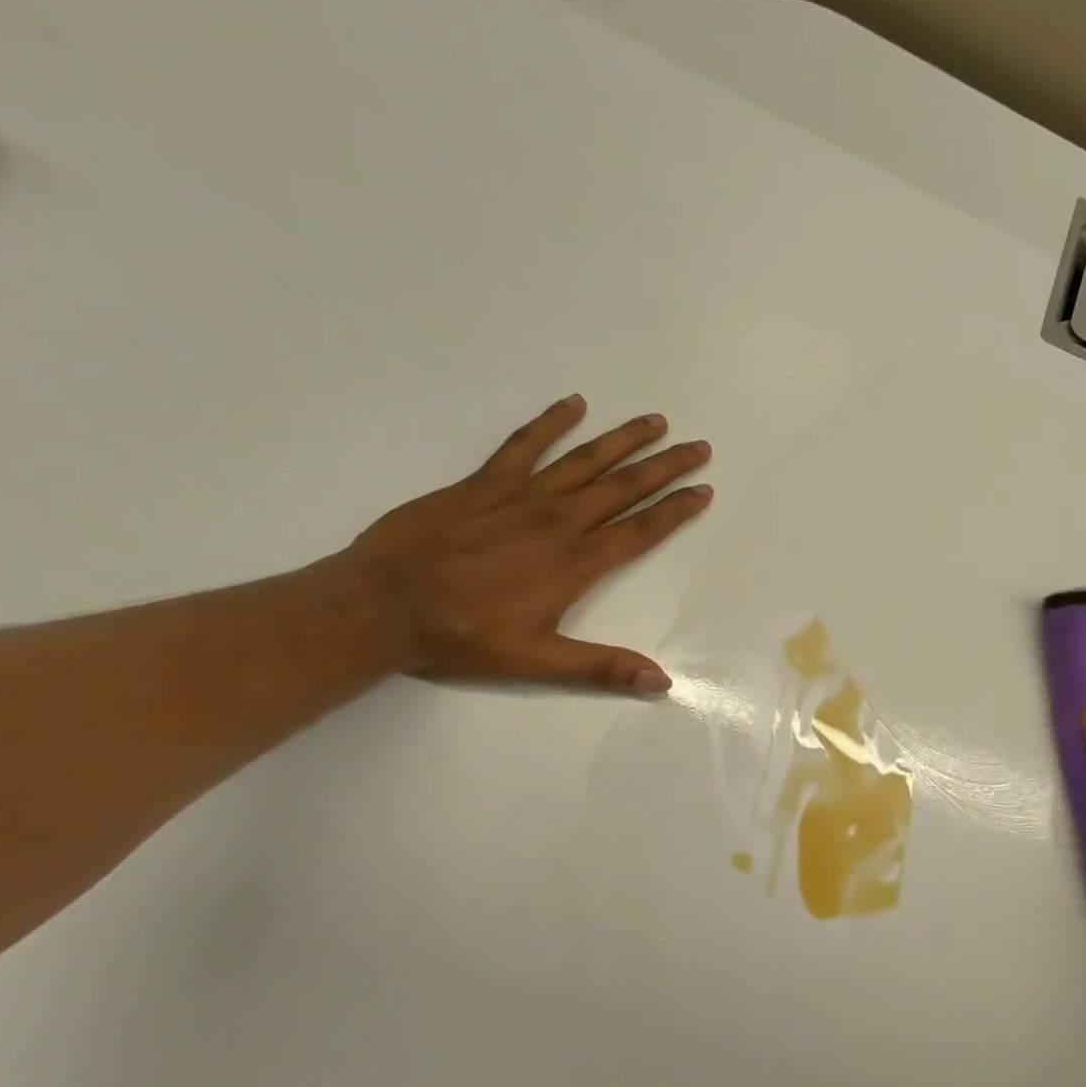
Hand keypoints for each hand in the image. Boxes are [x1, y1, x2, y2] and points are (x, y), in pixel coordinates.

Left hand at [341, 395, 711, 691]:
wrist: (382, 605)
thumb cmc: (462, 636)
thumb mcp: (537, 661)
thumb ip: (602, 667)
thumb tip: (662, 682)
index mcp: (577, 562)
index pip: (641, 529)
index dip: (677, 509)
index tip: (704, 490)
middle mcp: (560, 521)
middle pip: (625, 486)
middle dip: (666, 465)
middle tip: (699, 446)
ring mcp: (522, 496)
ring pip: (585, 459)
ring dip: (624, 439)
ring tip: (655, 421)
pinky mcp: (484, 483)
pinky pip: (525, 444)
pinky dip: (551, 423)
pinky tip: (574, 404)